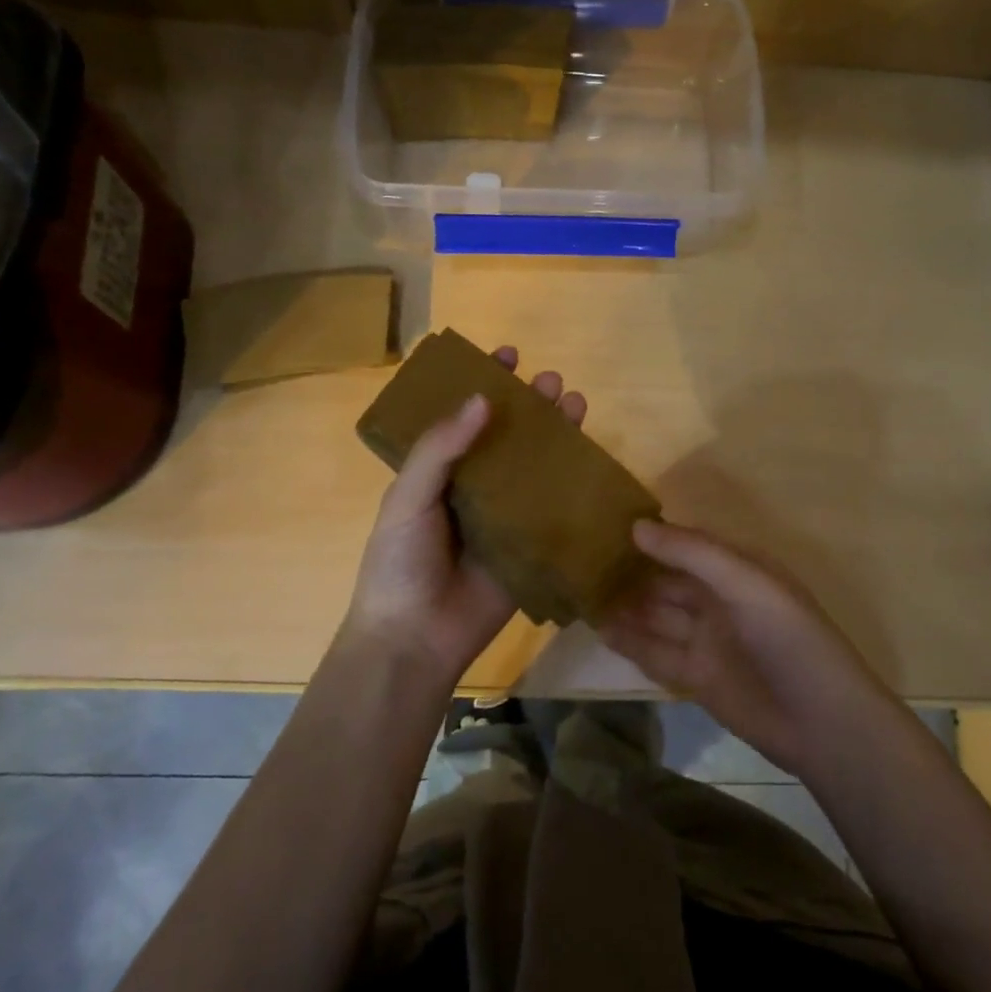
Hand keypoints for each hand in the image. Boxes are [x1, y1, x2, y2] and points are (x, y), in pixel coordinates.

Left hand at [340, 346, 587, 685]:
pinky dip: (573, 483)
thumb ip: (439, 449)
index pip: (465, 417)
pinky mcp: (530, 544)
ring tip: (575, 403)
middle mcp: (474, 486)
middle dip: (529, 405)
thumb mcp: (408, 497)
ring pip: (536, 465)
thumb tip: (482, 399)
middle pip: (508, 436)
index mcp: (439, 472)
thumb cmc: (400, 561)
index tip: (506, 355)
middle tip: (549, 381)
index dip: (484, 384)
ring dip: (556, 434)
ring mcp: (505, 516)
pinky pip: (554, 508)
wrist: (415, 636)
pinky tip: (591, 458)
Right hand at [598, 521, 893, 778]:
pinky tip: (599, 628)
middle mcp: (719, 600)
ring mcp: (706, 640)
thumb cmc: (788, 637)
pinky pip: (656, 652)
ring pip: (656, 615)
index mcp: (737, 570)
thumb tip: (635, 525)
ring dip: (624, 605)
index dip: (650, 535)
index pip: (685, 545)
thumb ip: (692, 553)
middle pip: (666, 580)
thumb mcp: (745, 583)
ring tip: (580, 591)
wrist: (821, 722)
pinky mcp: (696, 677)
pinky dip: (630, 641)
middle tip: (580, 559)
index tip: (605, 523)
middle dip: (630, 571)